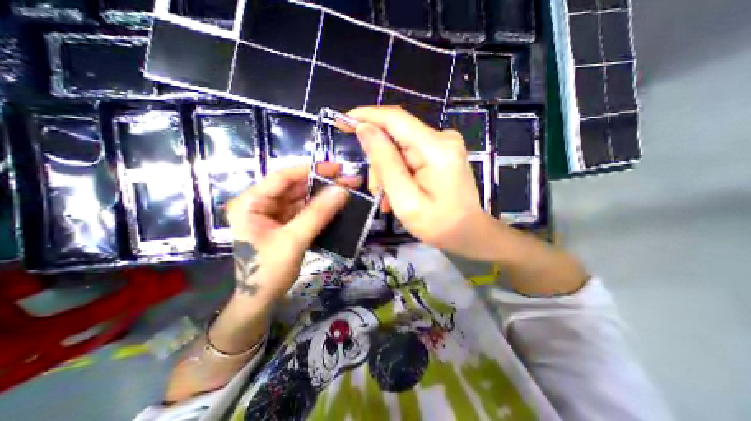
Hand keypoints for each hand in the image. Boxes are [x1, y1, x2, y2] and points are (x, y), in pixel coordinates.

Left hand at [224, 163, 355, 304]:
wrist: (261, 299)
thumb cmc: (268, 271)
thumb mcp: (294, 240)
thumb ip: (318, 214)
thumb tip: (342, 190)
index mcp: (252, 202)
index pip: (283, 177)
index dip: (310, 170)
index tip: (336, 168)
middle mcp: (262, 203)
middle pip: (296, 187)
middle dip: (323, 183)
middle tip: (348, 180)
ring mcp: (275, 213)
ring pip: (303, 198)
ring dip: (325, 195)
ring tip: (348, 190)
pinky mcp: (286, 223)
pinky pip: (306, 210)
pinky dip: (322, 208)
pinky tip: (337, 204)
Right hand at [346, 106, 486, 254]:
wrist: (467, 233)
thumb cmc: (437, 224)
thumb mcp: (405, 199)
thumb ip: (385, 163)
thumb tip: (365, 130)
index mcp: (435, 148)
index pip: (394, 118)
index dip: (366, 116)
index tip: (341, 121)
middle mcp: (442, 138)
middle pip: (395, 136)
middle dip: (379, 163)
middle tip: (376, 192)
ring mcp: (443, 145)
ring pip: (399, 148)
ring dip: (388, 171)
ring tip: (389, 199)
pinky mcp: (441, 153)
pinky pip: (409, 155)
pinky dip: (399, 172)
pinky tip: (398, 193)